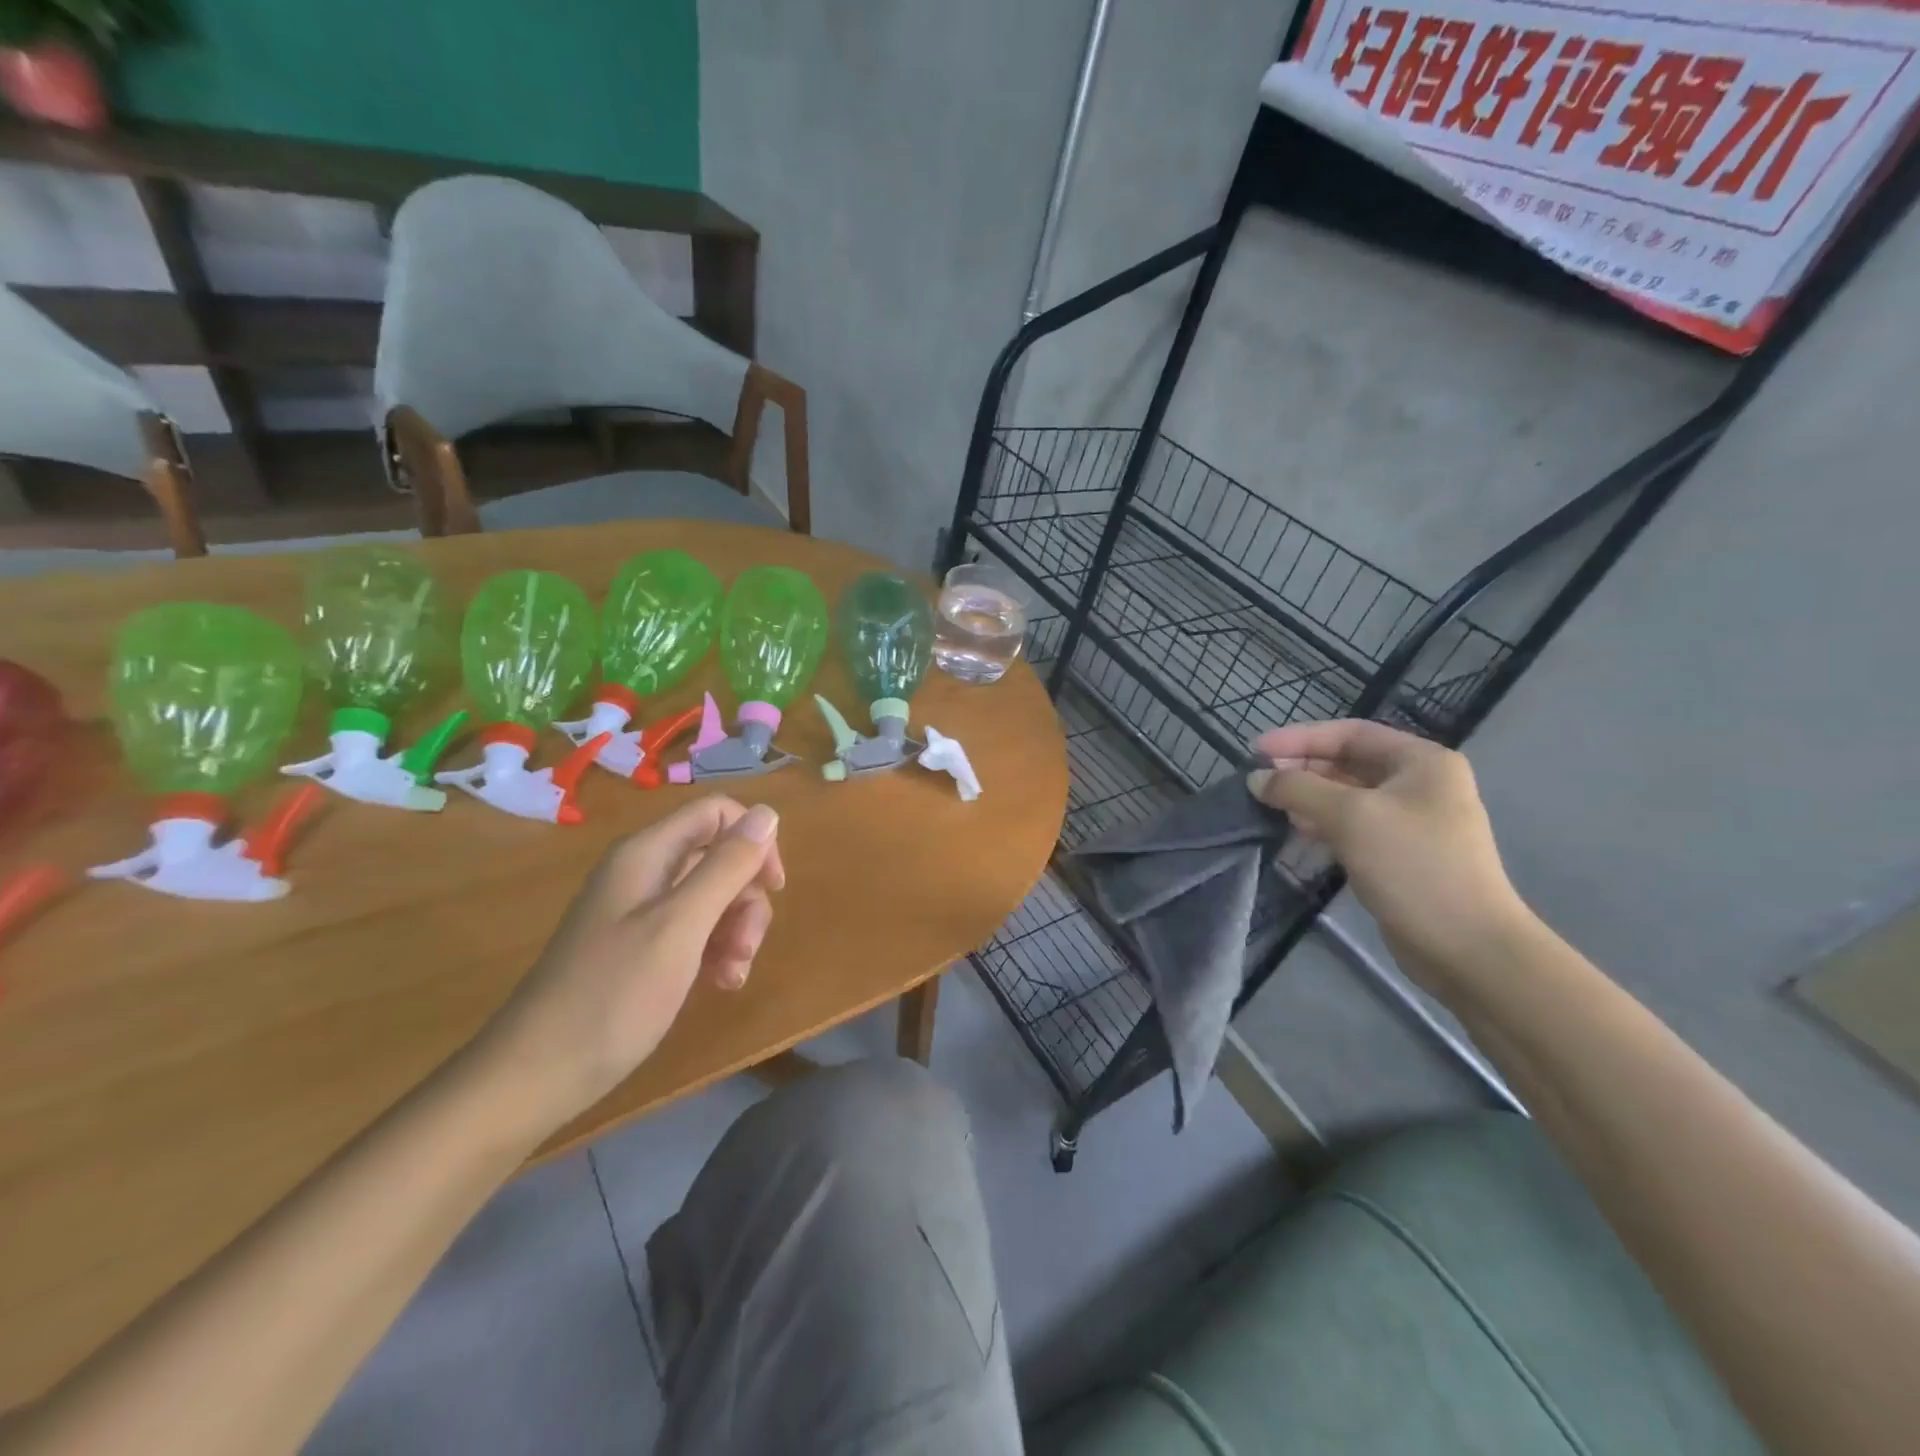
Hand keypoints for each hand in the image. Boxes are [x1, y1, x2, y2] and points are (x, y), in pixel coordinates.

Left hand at [467, 796, 783, 1135]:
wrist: (535, 1075)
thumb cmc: (613, 994)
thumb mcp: (681, 926)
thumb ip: (727, 867)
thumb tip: (767, 812)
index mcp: (648, 854)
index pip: (717, 813)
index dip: (754, 840)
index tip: (773, 887)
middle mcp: (644, 872)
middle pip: (718, 858)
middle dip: (745, 898)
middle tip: (747, 946)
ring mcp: (639, 911)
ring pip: (712, 898)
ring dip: (735, 931)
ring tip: (732, 975)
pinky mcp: (639, 947)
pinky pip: (693, 931)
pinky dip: (714, 951)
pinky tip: (719, 984)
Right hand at [1247, 720, 1531, 981]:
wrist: (1467, 947)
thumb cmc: (1413, 866)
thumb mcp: (1351, 817)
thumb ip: (1298, 790)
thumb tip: (1256, 779)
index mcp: (1421, 761)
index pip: (1351, 733)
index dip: (1300, 737)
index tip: (1257, 750)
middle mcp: (1419, 784)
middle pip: (1348, 762)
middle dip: (1303, 769)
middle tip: (1260, 782)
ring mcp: (1411, 821)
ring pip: (1347, 796)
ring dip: (1308, 798)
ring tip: (1271, 807)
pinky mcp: (1400, 854)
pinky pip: (1352, 826)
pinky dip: (1322, 824)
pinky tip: (1296, 832)